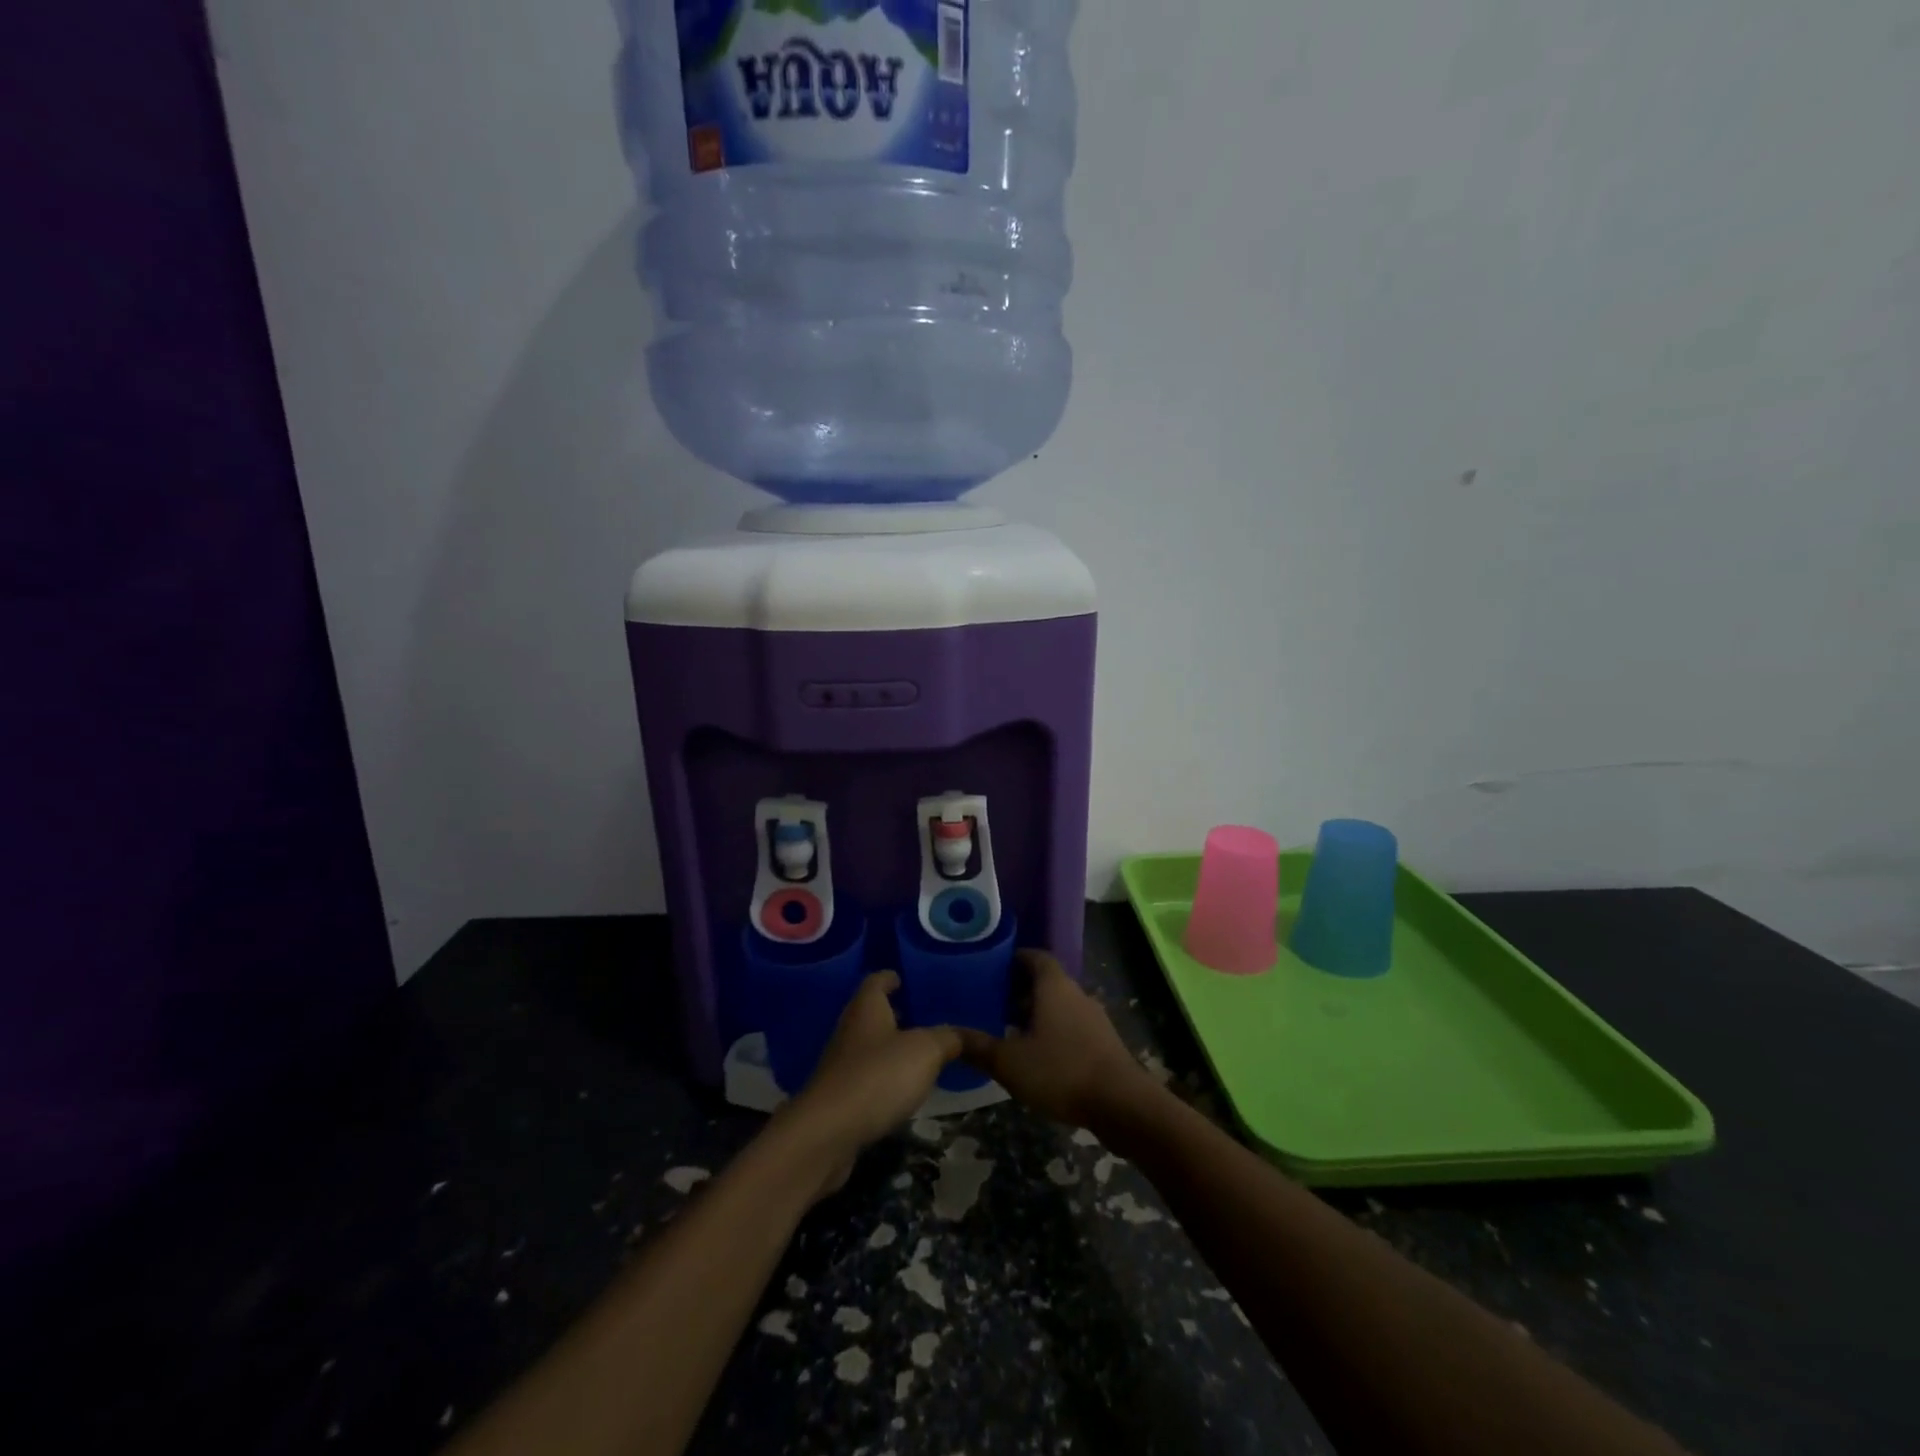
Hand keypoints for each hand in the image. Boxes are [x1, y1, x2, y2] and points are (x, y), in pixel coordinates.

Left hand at [784, 972, 960, 1195]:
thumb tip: (963, 1034)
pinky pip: (867, 1078)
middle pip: (872, 1013)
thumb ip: (948, 1038)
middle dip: (894, 1012)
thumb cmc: (878, 1076)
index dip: (891, 977)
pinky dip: (884, 1078)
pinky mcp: (840, 1098)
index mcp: (867, 1007)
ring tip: (921, 1052)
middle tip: (923, 1015)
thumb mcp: (926, 1051)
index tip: (905, 978)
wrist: (827, 1133)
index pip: (877, 980)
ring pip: (870, 1046)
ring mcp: (841, 1065)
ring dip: (891, 1047)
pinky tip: (904, 1089)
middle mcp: (850, 1030)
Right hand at [955, 950, 1155, 1129]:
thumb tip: (947, 1035)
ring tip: (1010, 1031)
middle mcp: (1076, 993)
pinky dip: (1053, 1032)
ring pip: (1059, 1005)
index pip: (1034, 956)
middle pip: (1046, 981)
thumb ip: (978, 1047)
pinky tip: (1037, 1056)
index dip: (1014, 959)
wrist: (1122, 1104)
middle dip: (1020, 990)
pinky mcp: (1103, 1043)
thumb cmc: (1061, 1070)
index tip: (991, 969)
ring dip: (1037, 1013)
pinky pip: (1071, 1026)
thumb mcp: (1010, 1062)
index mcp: (1054, 986)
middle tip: (992, 1003)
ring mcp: (1094, 1018)